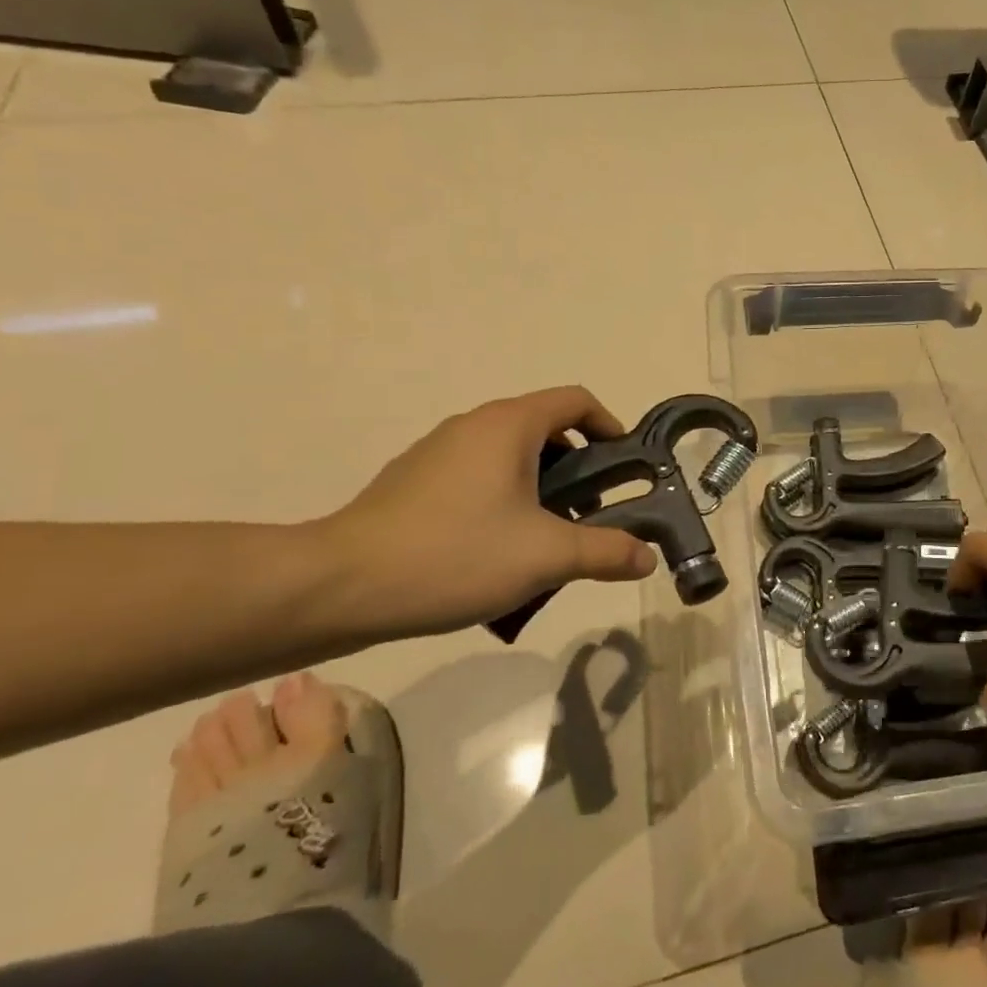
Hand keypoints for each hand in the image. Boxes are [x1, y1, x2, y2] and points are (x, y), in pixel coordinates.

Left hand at [310, 387, 656, 638]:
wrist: (338, 586)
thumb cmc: (455, 554)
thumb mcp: (546, 556)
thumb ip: (606, 551)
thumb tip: (647, 557)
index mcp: (508, 425)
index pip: (576, 401)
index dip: (610, 426)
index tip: (624, 467)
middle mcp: (473, 426)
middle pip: (545, 429)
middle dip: (578, 468)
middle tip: (590, 514)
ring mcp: (437, 453)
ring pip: (509, 456)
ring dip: (541, 488)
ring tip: (546, 540)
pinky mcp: (413, 483)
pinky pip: (477, 477)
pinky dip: (504, 499)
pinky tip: (496, 551)